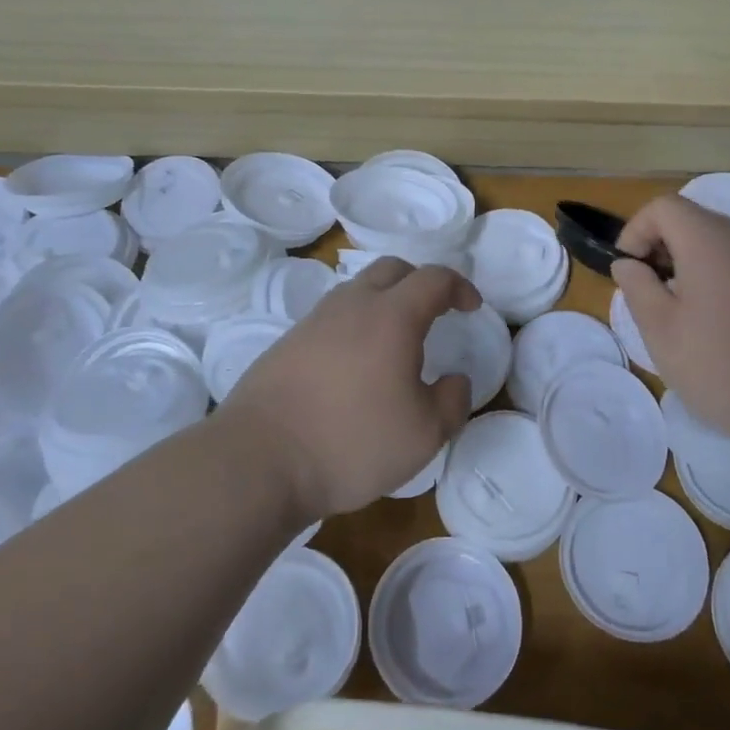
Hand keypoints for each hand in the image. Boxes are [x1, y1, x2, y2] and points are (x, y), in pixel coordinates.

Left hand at [214, 257, 478, 521]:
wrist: (258, 460)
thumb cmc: (351, 442)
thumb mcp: (424, 434)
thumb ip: (453, 401)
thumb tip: (455, 379)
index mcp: (392, 316)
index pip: (433, 278)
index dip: (459, 286)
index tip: (471, 307)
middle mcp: (352, 305)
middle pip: (392, 269)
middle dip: (420, 283)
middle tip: (435, 312)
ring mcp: (314, 321)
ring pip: (357, 290)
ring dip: (384, 301)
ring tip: (395, 340)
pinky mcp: (286, 342)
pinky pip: (332, 317)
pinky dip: (354, 324)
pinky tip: (354, 364)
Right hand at [612, 194, 729, 450]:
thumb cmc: (723, 367)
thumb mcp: (662, 331)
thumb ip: (638, 287)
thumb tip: (629, 264)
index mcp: (712, 241)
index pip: (664, 207)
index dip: (636, 232)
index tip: (630, 273)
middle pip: (696, 222)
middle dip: (665, 249)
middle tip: (654, 296)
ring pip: (726, 245)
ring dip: (697, 266)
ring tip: (689, 314)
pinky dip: (729, 281)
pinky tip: (729, 327)